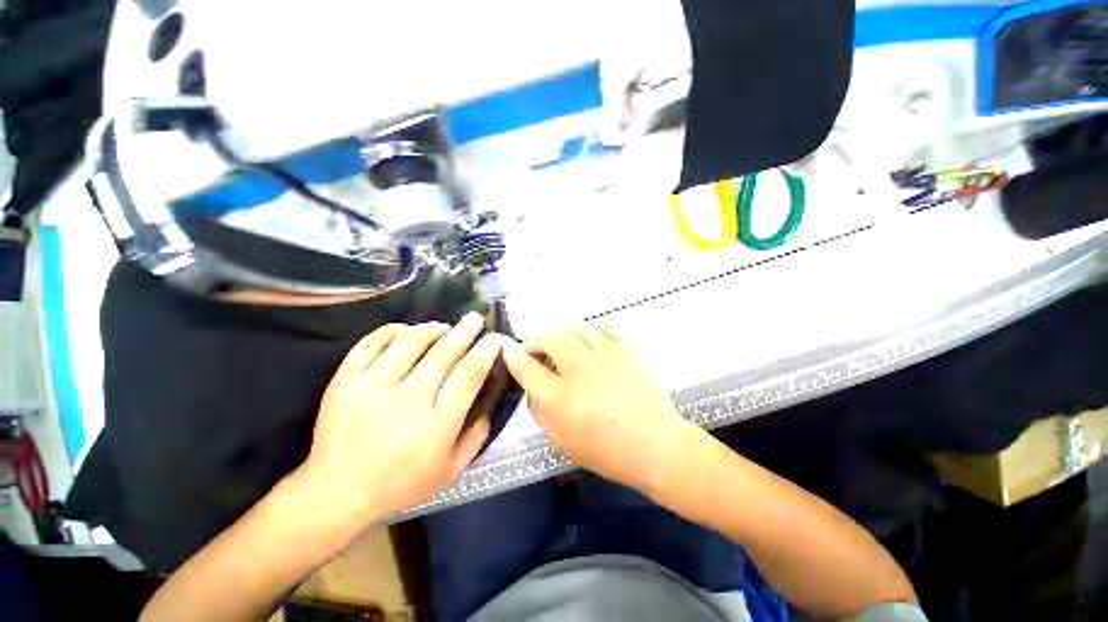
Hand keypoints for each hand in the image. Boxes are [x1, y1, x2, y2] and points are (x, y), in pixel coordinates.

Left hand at [297, 313, 502, 521]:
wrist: (337, 491)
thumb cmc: (400, 482)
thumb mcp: (450, 470)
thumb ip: (477, 436)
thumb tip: (489, 403)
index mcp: (435, 426)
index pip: (467, 377)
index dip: (485, 352)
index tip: (495, 338)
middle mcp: (406, 402)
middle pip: (442, 355)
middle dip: (464, 332)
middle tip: (475, 318)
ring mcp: (371, 389)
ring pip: (409, 343)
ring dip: (432, 329)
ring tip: (444, 326)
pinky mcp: (344, 382)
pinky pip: (371, 343)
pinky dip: (393, 330)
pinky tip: (407, 330)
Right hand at [503, 325, 697, 492]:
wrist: (655, 446)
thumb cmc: (600, 442)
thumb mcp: (555, 424)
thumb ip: (532, 388)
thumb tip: (517, 360)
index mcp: (562, 372)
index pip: (529, 351)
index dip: (518, 355)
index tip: (516, 361)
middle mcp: (584, 350)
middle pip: (552, 333)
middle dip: (542, 347)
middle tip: (546, 370)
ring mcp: (609, 344)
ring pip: (575, 328)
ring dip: (565, 341)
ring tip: (571, 364)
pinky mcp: (629, 345)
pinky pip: (604, 326)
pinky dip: (594, 333)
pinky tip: (596, 351)